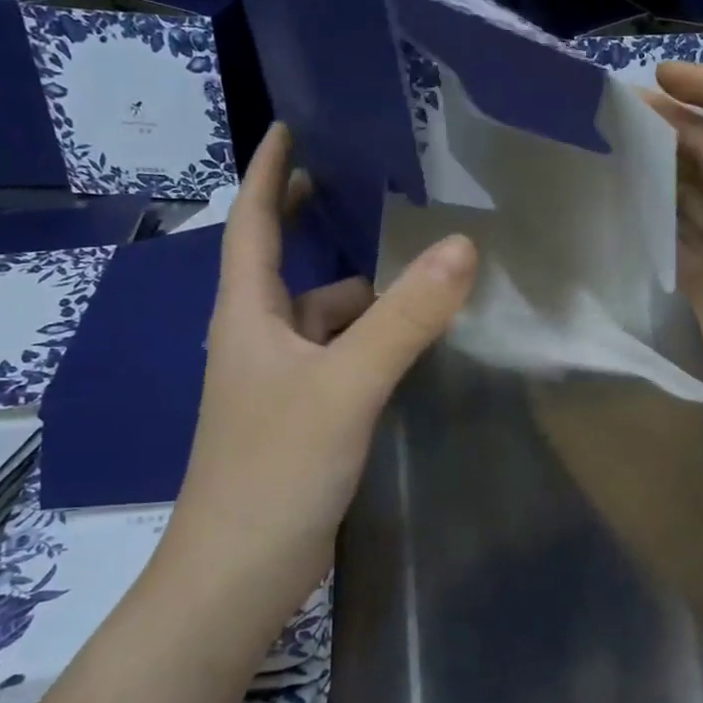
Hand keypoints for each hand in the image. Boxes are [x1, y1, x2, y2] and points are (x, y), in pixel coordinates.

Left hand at [163, 124, 477, 616]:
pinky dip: (370, 340)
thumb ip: (405, 319)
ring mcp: (278, 383)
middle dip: (317, 225)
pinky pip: (338, 357)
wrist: (240, 574)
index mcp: (248, 316)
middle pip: (288, 266)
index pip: (251, 224)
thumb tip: (462, 247)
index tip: (290, 129)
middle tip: (367, 188)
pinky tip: (409, 343)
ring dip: (361, 292)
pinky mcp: (301, 418)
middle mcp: (258, 340)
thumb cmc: (276, 468)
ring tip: (417, 268)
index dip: (268, 174)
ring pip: (322, 318)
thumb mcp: (347, 385)